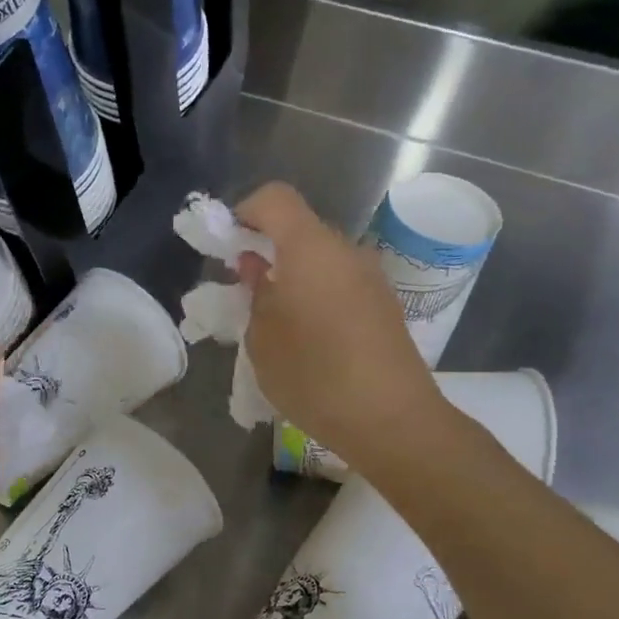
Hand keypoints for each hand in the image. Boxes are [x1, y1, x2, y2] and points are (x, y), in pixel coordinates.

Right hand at [235, 182, 445, 471]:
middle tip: (243, 289)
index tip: (228, 245)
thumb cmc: (314, 375)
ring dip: (292, 275)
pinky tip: (306, 336)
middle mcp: (345, 251)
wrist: (391, 419)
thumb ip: (255, 294)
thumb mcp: (262, 338)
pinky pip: (340, 282)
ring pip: (320, 259)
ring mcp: (371, 277)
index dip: (245, 211)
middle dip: (266, 248)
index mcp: (310, 249)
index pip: (275, 198)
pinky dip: (316, 294)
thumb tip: (256, 267)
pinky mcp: (384, 304)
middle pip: (299, 229)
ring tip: (273, 319)